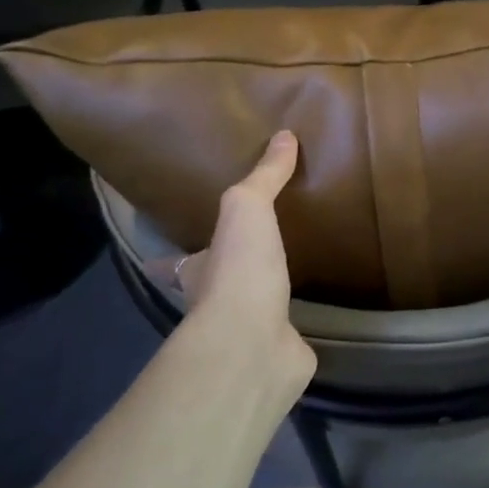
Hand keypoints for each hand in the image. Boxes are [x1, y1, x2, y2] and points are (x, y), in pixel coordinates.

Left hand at [149, 130, 314, 387]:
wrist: (254, 344)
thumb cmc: (238, 271)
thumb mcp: (246, 208)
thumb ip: (264, 176)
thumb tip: (285, 135)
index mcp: (197, 271)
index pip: (175, 262)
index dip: (172, 257)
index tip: (172, 251)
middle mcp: (214, 305)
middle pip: (215, 286)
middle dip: (226, 273)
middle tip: (249, 251)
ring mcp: (247, 332)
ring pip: (253, 309)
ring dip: (264, 296)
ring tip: (290, 273)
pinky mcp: (281, 352)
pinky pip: (289, 334)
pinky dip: (298, 326)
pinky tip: (316, 312)